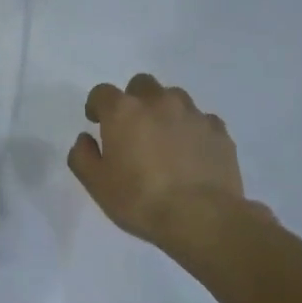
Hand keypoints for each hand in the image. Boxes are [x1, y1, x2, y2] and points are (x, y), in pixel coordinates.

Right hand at [68, 74, 259, 247]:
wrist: (202, 218)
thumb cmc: (140, 199)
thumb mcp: (96, 184)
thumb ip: (82, 155)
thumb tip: (86, 139)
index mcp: (123, 112)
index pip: (102, 92)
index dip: (97, 106)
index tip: (97, 122)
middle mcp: (158, 103)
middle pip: (141, 84)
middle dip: (133, 100)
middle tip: (132, 128)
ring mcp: (193, 114)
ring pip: (174, 98)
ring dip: (164, 111)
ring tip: (164, 139)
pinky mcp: (219, 131)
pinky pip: (201, 120)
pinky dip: (192, 130)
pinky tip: (191, 153)